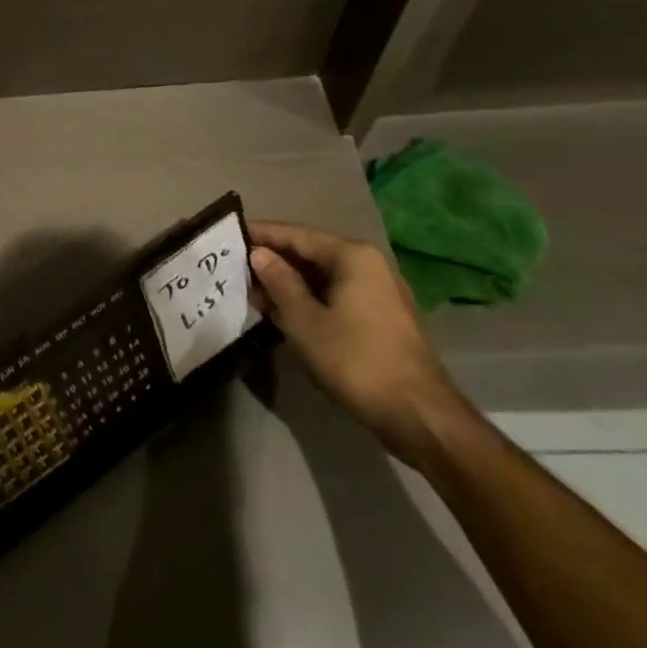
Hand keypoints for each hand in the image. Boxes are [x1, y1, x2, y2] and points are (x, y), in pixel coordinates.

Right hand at [247, 221, 474, 467]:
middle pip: (311, 252)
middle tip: (234, 265)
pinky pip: (335, 294)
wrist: (417, 414)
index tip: (229, 234)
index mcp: (352, 256)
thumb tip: (259, 254)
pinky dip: (308, 298)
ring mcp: (379, 291)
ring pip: (322, 275)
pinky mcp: (380, 316)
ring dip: (288, 282)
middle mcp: (369, 264)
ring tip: (251, 290)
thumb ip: (278, 281)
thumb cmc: (354, 360)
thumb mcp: (304, 320)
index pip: (296, 234)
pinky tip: (281, 310)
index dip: (261, 234)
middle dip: (273, 260)